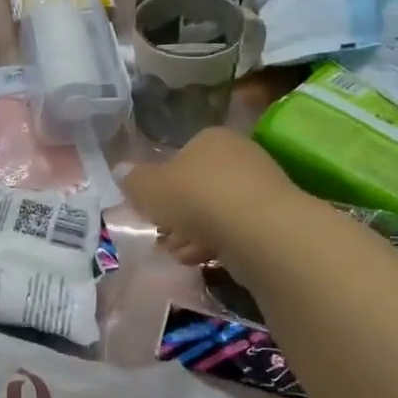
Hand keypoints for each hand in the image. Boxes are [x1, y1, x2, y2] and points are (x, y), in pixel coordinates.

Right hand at [122, 127, 294, 267]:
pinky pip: (237, 230)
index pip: (181, 156)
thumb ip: (133, 181)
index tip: (152, 209)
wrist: (257, 228)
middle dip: (179, 214)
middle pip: (199, 186)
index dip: (163, 185)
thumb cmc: (196, 197)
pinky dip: (218, 244)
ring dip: (195, 233)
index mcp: (210, 138)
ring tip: (180, 254)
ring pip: (217, 211)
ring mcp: (261, 186)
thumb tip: (122, 172)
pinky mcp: (275, 218)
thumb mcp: (148, 188)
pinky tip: (202, 260)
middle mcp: (239, 155)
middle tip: (164, 235)